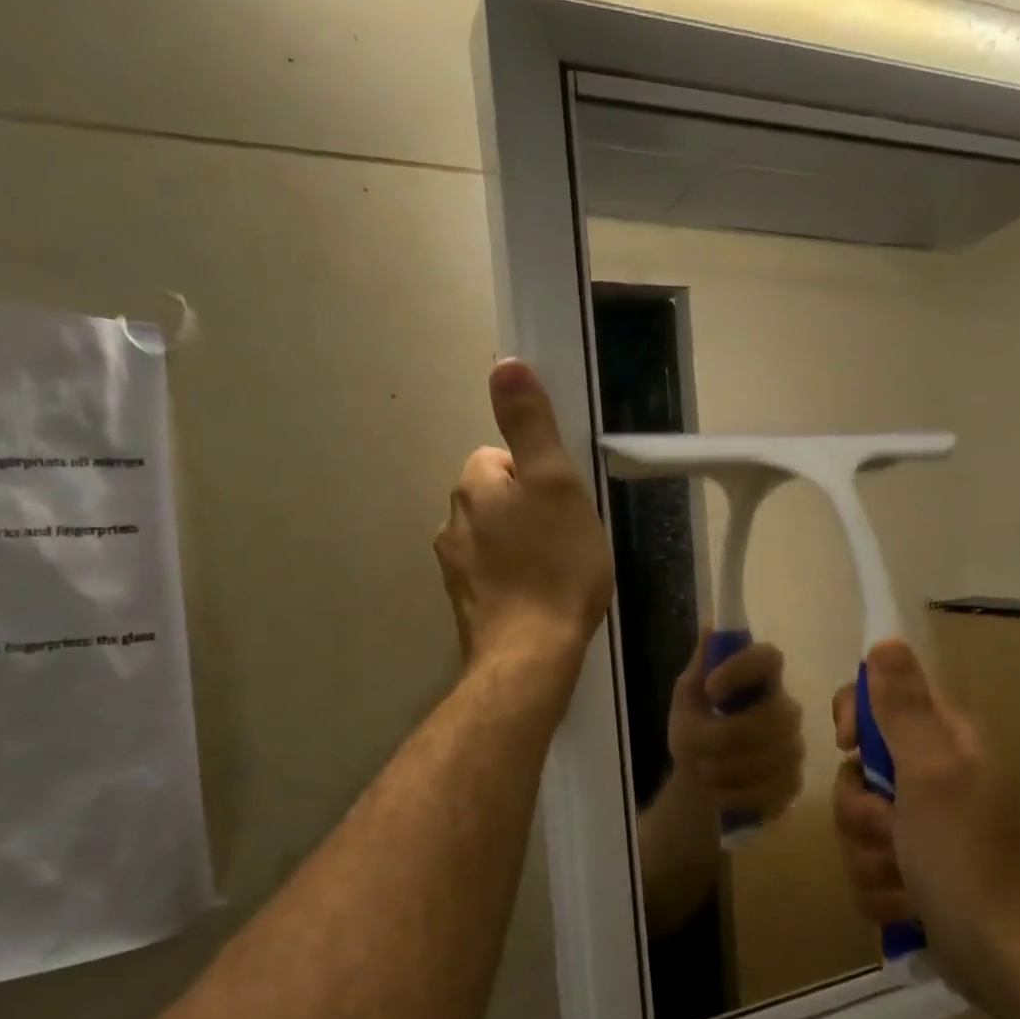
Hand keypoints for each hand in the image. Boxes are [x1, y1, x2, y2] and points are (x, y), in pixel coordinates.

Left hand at [434, 361, 613, 673]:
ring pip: (493, 538)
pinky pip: (493, 576)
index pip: (498, 457)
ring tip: (556, 571)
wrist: (530, 655)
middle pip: (494, 498)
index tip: (563, 504)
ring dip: (520, 546)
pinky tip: (539, 598)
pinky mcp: (466, 606)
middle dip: (527, 510)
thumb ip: (530, 425)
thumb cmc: (553, 565)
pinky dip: (514, 579)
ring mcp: (455, 569)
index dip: (536, 475)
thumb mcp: (555, 484)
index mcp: (473, 487)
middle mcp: (452, 523)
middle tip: (567, 537)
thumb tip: (505, 364)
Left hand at [667, 632, 804, 819]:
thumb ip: (701, 665)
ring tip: (702, 771)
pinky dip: (736, 795)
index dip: (743, 669)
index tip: (710, 688)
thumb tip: (712, 625)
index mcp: (761, 679)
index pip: (769, 658)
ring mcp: (794, 748)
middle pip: (773, 717)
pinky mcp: (793, 783)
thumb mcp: (688, 696)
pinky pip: (770, 791)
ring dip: (725, 769)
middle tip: (694, 747)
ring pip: (771, 759)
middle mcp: (786, 708)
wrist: (700, 778)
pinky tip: (720, 794)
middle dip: (725, 737)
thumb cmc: (697, 726)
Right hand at [831, 639, 1019, 998]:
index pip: (883, 698)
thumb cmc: (964, 855)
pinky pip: (866, 863)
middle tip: (890, 828)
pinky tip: (906, 905)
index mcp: (945, 742)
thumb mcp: (930, 772)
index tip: (848, 744)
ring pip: (856, 822)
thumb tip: (885, 641)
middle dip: (861, 808)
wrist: (998, 956)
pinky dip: (880, 888)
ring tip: (903, 877)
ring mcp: (921, 826)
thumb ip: (903, 708)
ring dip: (869, 854)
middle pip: (858, 769)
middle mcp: (933, 776)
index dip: (856, 716)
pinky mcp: (911, 870)